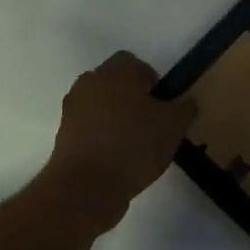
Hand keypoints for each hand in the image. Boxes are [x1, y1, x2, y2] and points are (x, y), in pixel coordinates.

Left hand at [43, 51, 196, 220]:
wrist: (86, 187)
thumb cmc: (134, 145)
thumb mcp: (174, 126)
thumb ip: (185, 108)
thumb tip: (186, 101)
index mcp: (116, 72)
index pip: (134, 63)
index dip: (151, 80)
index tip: (163, 103)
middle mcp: (89, 83)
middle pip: (115, 83)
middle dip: (133, 98)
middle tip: (152, 122)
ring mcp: (72, 110)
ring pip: (101, 106)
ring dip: (116, 118)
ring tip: (136, 144)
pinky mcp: (63, 137)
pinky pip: (90, 128)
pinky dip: (103, 137)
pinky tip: (119, 159)